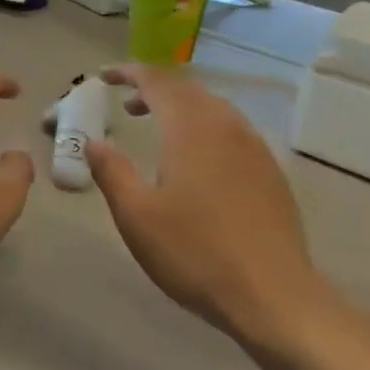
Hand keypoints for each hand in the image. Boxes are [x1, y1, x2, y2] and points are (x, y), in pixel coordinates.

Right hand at [85, 65, 337, 346]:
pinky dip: (205, 128)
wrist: (275, 297)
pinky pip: (232, 131)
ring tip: (159, 128)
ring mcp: (254, 149)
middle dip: (154, 89)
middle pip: (187, 89)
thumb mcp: (136, 215)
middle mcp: (226, 126)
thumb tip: (94, 142)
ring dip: (181, 108)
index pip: (157, 81)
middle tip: (126, 104)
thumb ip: (111, 171)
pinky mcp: (271, 173)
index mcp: (191, 128)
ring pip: (213, 108)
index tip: (104, 77)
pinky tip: (197, 161)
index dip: (129, 73)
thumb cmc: (195, 252)